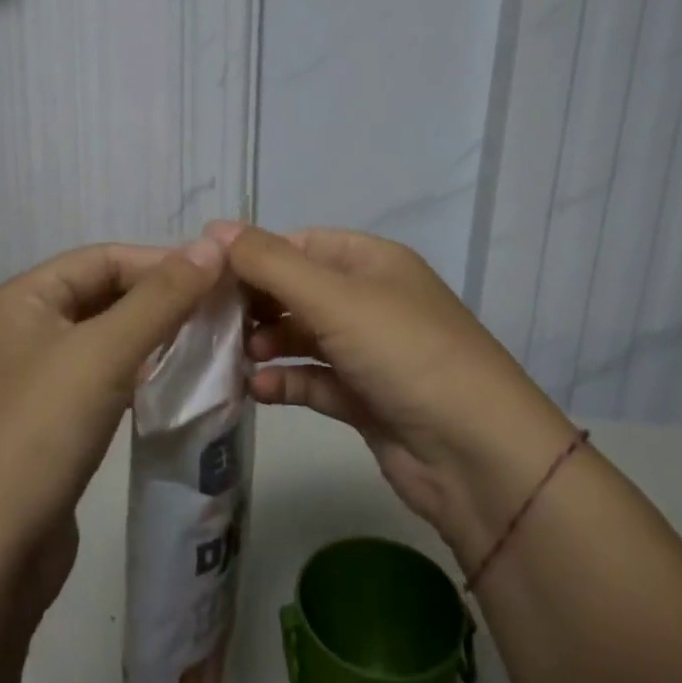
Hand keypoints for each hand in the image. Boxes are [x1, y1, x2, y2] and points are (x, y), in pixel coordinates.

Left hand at [0, 238, 226, 624]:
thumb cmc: (38, 433)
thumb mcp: (103, 353)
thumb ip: (161, 298)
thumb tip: (214, 244)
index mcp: (22, 299)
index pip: (103, 258)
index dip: (161, 262)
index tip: (221, 279)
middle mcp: (23, 331)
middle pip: (104, 297)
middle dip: (162, 301)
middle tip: (224, 315)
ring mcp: (34, 383)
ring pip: (107, 342)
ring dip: (155, 340)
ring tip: (211, 348)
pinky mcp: (49, 427)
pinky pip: (103, 383)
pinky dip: (140, 378)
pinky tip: (176, 389)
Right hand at [214, 222, 573, 564]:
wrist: (477, 455)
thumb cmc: (405, 353)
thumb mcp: (335, 297)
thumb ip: (269, 262)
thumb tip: (214, 227)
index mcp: (372, 261)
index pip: (300, 244)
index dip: (253, 255)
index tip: (204, 274)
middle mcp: (371, 300)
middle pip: (297, 289)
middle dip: (255, 302)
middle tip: (209, 320)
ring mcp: (369, 351)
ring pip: (302, 336)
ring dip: (266, 343)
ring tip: (233, 355)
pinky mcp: (365, 398)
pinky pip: (314, 380)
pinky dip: (285, 381)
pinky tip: (255, 389)